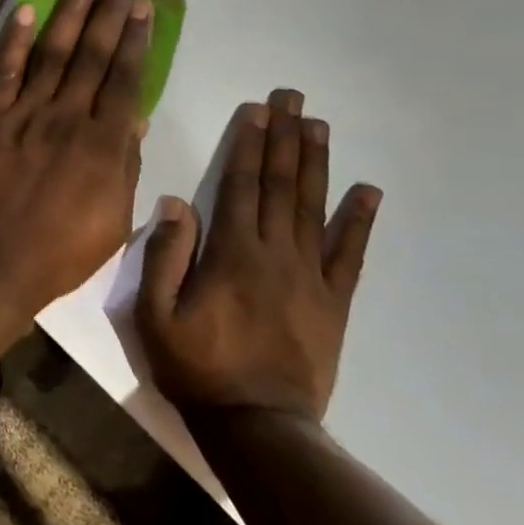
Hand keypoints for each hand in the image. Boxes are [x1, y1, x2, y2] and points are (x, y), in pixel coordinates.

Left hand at [0, 0, 151, 314]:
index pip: (125, 78)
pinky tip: (25, 12)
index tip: (143, 7)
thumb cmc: (60, 250)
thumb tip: (133, 119)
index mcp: (104, 142)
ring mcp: (25, 113)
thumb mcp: (113, 218)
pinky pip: (4, 72)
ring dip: (69, 14)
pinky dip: (15, 41)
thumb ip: (123, 165)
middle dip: (110, 12)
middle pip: (92, 55)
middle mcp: (68, 116)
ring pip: (52, 53)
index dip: (136, 40)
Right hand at [138, 88, 380, 422]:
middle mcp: (275, 254)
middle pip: (281, 186)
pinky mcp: (333, 303)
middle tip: (293, 98)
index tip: (258, 109)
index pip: (241, 185)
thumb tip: (177, 202)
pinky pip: (350, 256)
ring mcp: (310, 278)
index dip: (249, 144)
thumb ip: (164, 256)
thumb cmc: (196, 367)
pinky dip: (359, 222)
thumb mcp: (155, 315)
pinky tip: (368, 192)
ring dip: (316, 164)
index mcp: (231, 254)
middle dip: (284, 138)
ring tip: (319, 126)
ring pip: (313, 209)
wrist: (257, 426)